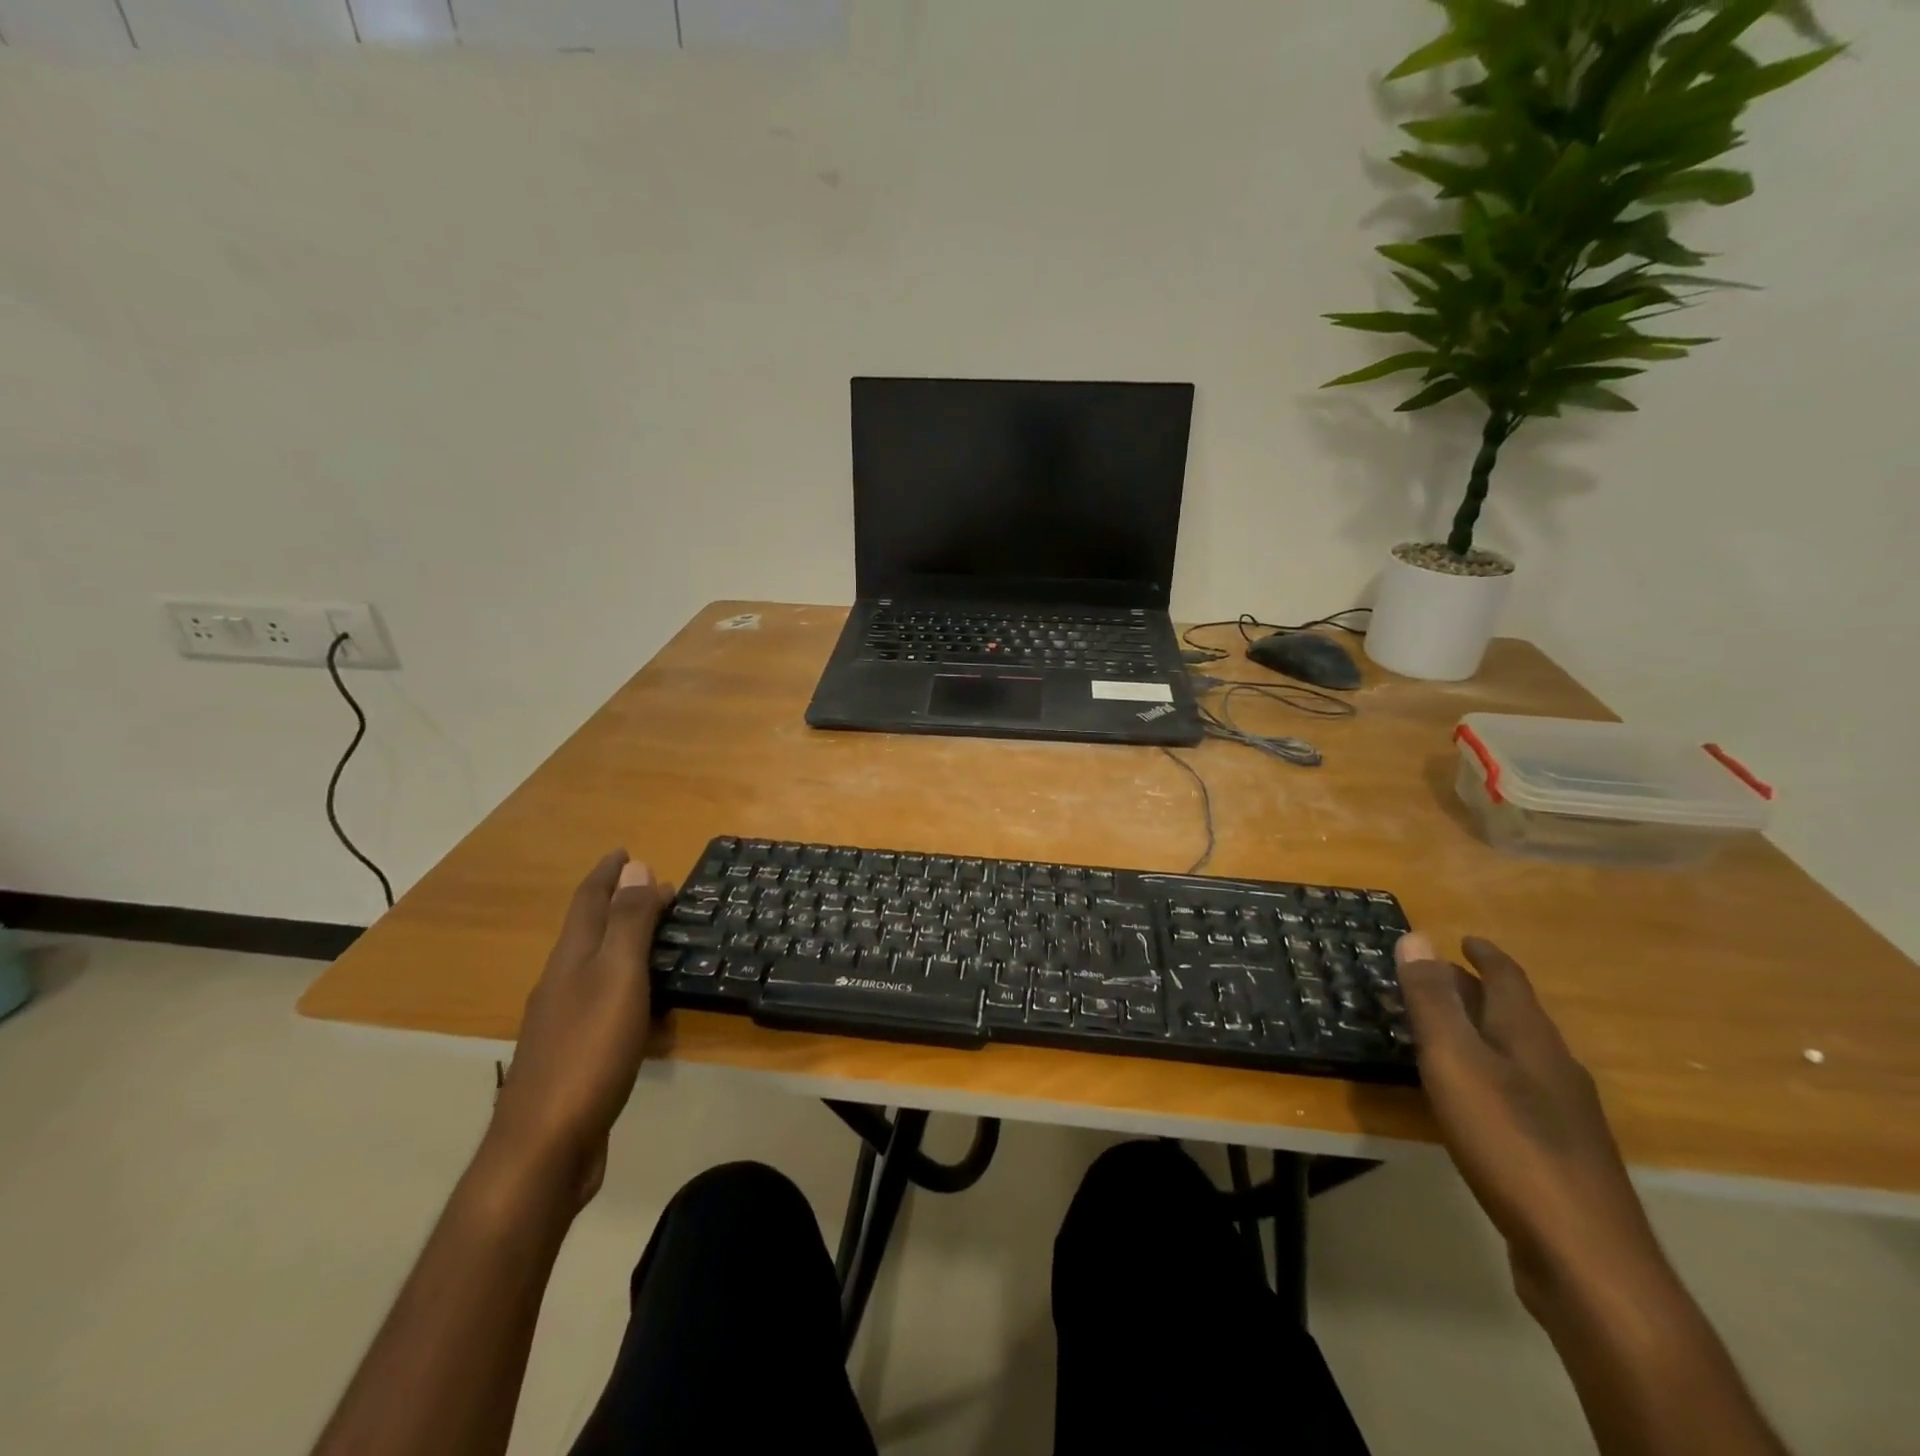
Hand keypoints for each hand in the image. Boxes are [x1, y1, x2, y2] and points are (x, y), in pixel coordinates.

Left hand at [488, 850, 672, 1204]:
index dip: (607, 874)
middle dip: (619, 904)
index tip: (626, 850)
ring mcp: (563, 1021)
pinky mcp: (574, 1054)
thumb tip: (637, 867)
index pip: (589, 902)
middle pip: (589, 930)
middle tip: (658, 891)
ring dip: (623, 942)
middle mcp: (561, 982)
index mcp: (571, 959)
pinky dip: (626, 982)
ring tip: (657, 936)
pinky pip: (604, 998)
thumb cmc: (588, 1051)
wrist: (544, 1146)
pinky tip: (643, 1000)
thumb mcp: (617, 977)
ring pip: (596, 965)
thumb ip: (628, 923)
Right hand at [1397, 933, 1666, 1311]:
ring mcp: (1566, 1112)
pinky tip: (1477, 1098)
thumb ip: (1432, 1000)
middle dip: (1478, 991)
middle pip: (1515, 1014)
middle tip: (1435, 980)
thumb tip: (1417, 936)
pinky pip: (1522, 1090)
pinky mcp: (1562, 1152)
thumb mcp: (1455, 1060)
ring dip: (1485, 1032)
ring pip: (1519, 1053)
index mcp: (1529, 1036)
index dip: (1485, 955)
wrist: (1585, 1254)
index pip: (1509, 979)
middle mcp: (1555, 1065)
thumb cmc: (1509, 1141)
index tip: (1464, 939)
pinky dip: (1493, 1072)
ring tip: (1447, 1033)